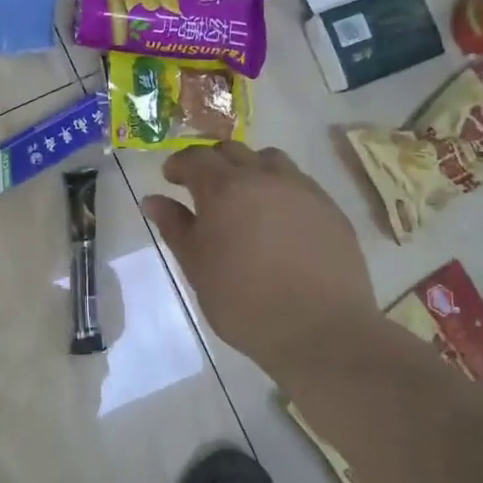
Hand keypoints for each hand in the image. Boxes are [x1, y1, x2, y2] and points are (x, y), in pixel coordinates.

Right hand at [142, 142, 381, 375]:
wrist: (321, 331)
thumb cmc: (244, 303)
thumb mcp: (197, 268)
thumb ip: (175, 227)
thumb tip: (153, 200)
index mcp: (223, 189)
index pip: (195, 157)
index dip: (179, 164)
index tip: (171, 178)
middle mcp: (263, 177)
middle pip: (232, 150)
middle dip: (212, 162)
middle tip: (202, 187)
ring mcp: (301, 189)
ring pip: (269, 159)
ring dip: (249, 168)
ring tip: (244, 197)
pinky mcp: (329, 207)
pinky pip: (298, 182)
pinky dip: (279, 188)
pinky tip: (278, 219)